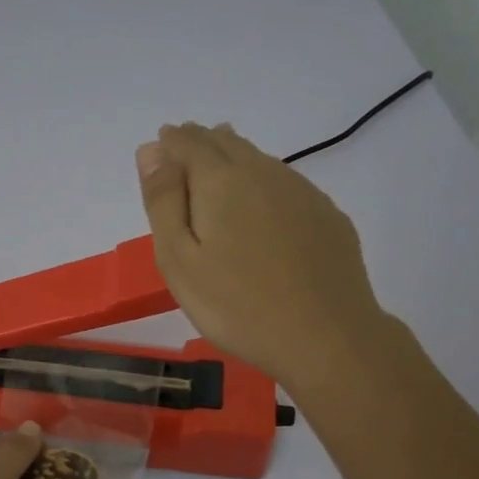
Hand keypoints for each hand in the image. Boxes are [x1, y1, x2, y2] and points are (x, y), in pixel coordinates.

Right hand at [137, 123, 385, 390]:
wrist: (325, 336)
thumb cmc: (237, 306)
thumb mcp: (179, 260)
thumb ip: (163, 201)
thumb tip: (151, 150)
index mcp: (221, 181)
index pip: (189, 143)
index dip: (170, 143)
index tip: (159, 146)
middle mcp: (263, 173)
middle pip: (226, 143)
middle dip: (200, 142)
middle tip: (183, 147)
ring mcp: (302, 192)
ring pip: (259, 160)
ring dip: (233, 157)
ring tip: (218, 163)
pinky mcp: (327, 216)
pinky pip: (286, 184)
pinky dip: (264, 182)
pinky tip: (263, 201)